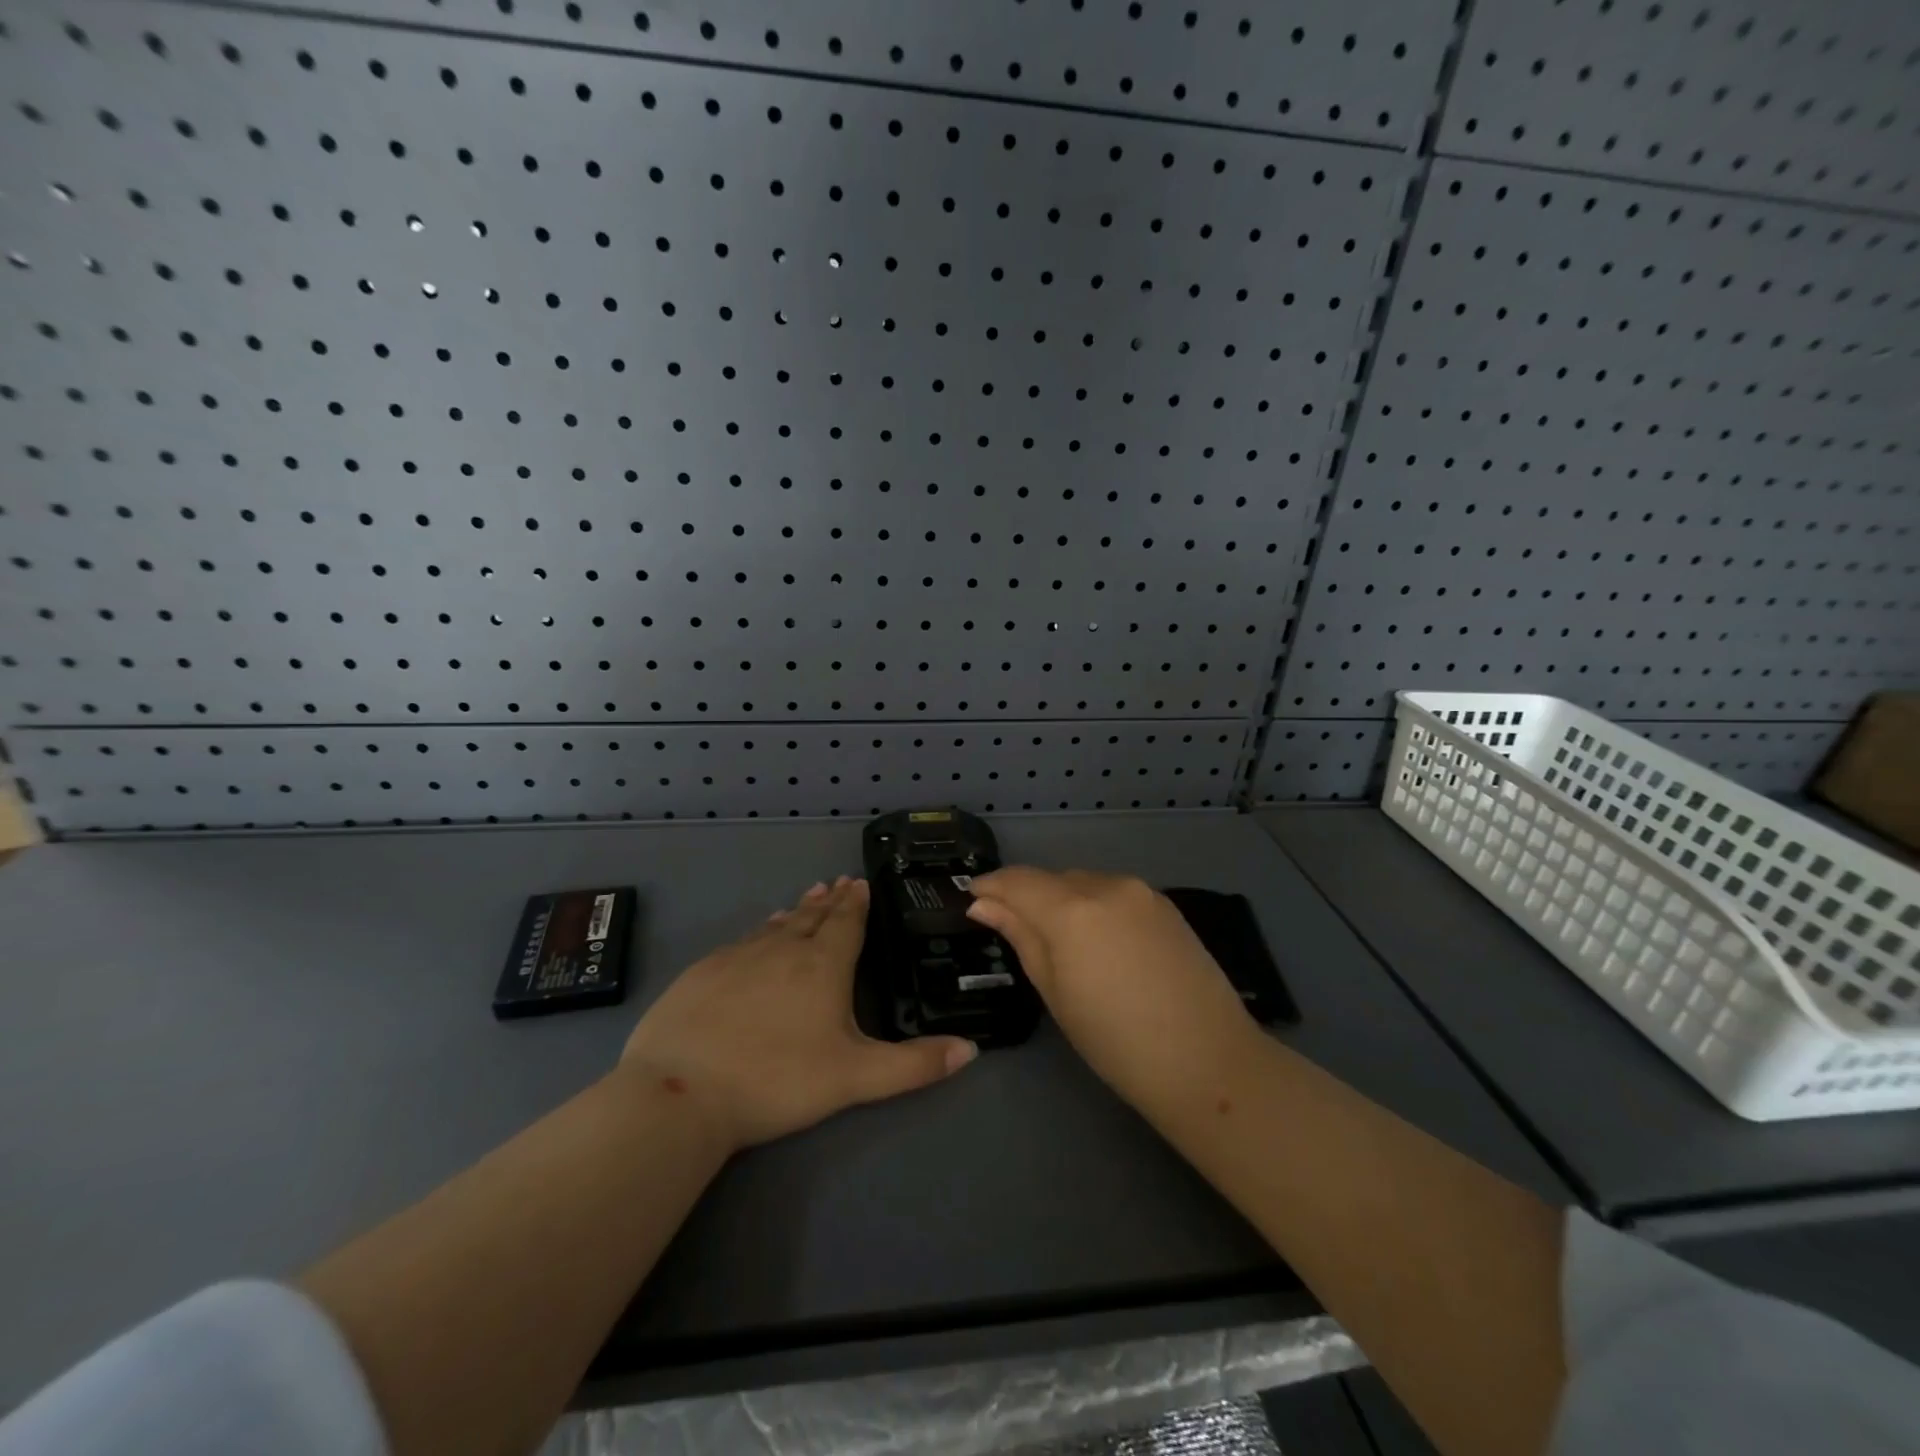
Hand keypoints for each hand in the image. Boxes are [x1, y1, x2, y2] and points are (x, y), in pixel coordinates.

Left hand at [620, 876, 977, 1149]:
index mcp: (822, 965)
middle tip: (837, 883)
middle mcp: (782, 949)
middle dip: (828, 900)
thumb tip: (972, 1049)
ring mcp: (738, 956)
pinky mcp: (703, 972)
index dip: (856, 903)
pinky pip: (742, 941)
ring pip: (775, 926)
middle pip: (811, 917)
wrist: (680, 1092)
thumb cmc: (777, 1080)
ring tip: (805, 900)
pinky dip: (759, 933)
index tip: (860, 883)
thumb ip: (914, 1064)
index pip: (845, 923)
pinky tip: (756, 939)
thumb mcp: (856, 1078)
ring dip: (795, 912)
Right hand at [965, 868, 1259, 1114]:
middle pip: (1052, 880)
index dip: (990, 886)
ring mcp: (1141, 892)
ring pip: (1084, 883)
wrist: (1207, 1060)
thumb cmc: (1116, 1041)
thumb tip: (984, 904)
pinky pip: (1114, 893)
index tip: (971, 897)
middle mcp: (1105, 885)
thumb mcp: (1054, 992)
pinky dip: (1095, 907)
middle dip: (1028, 897)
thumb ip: (1020, 937)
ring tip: (1061, 943)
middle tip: (1013, 930)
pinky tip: (1100, 943)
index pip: (1017, 880)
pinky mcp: (1165, 904)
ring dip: (1063, 901)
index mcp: (1071, 909)